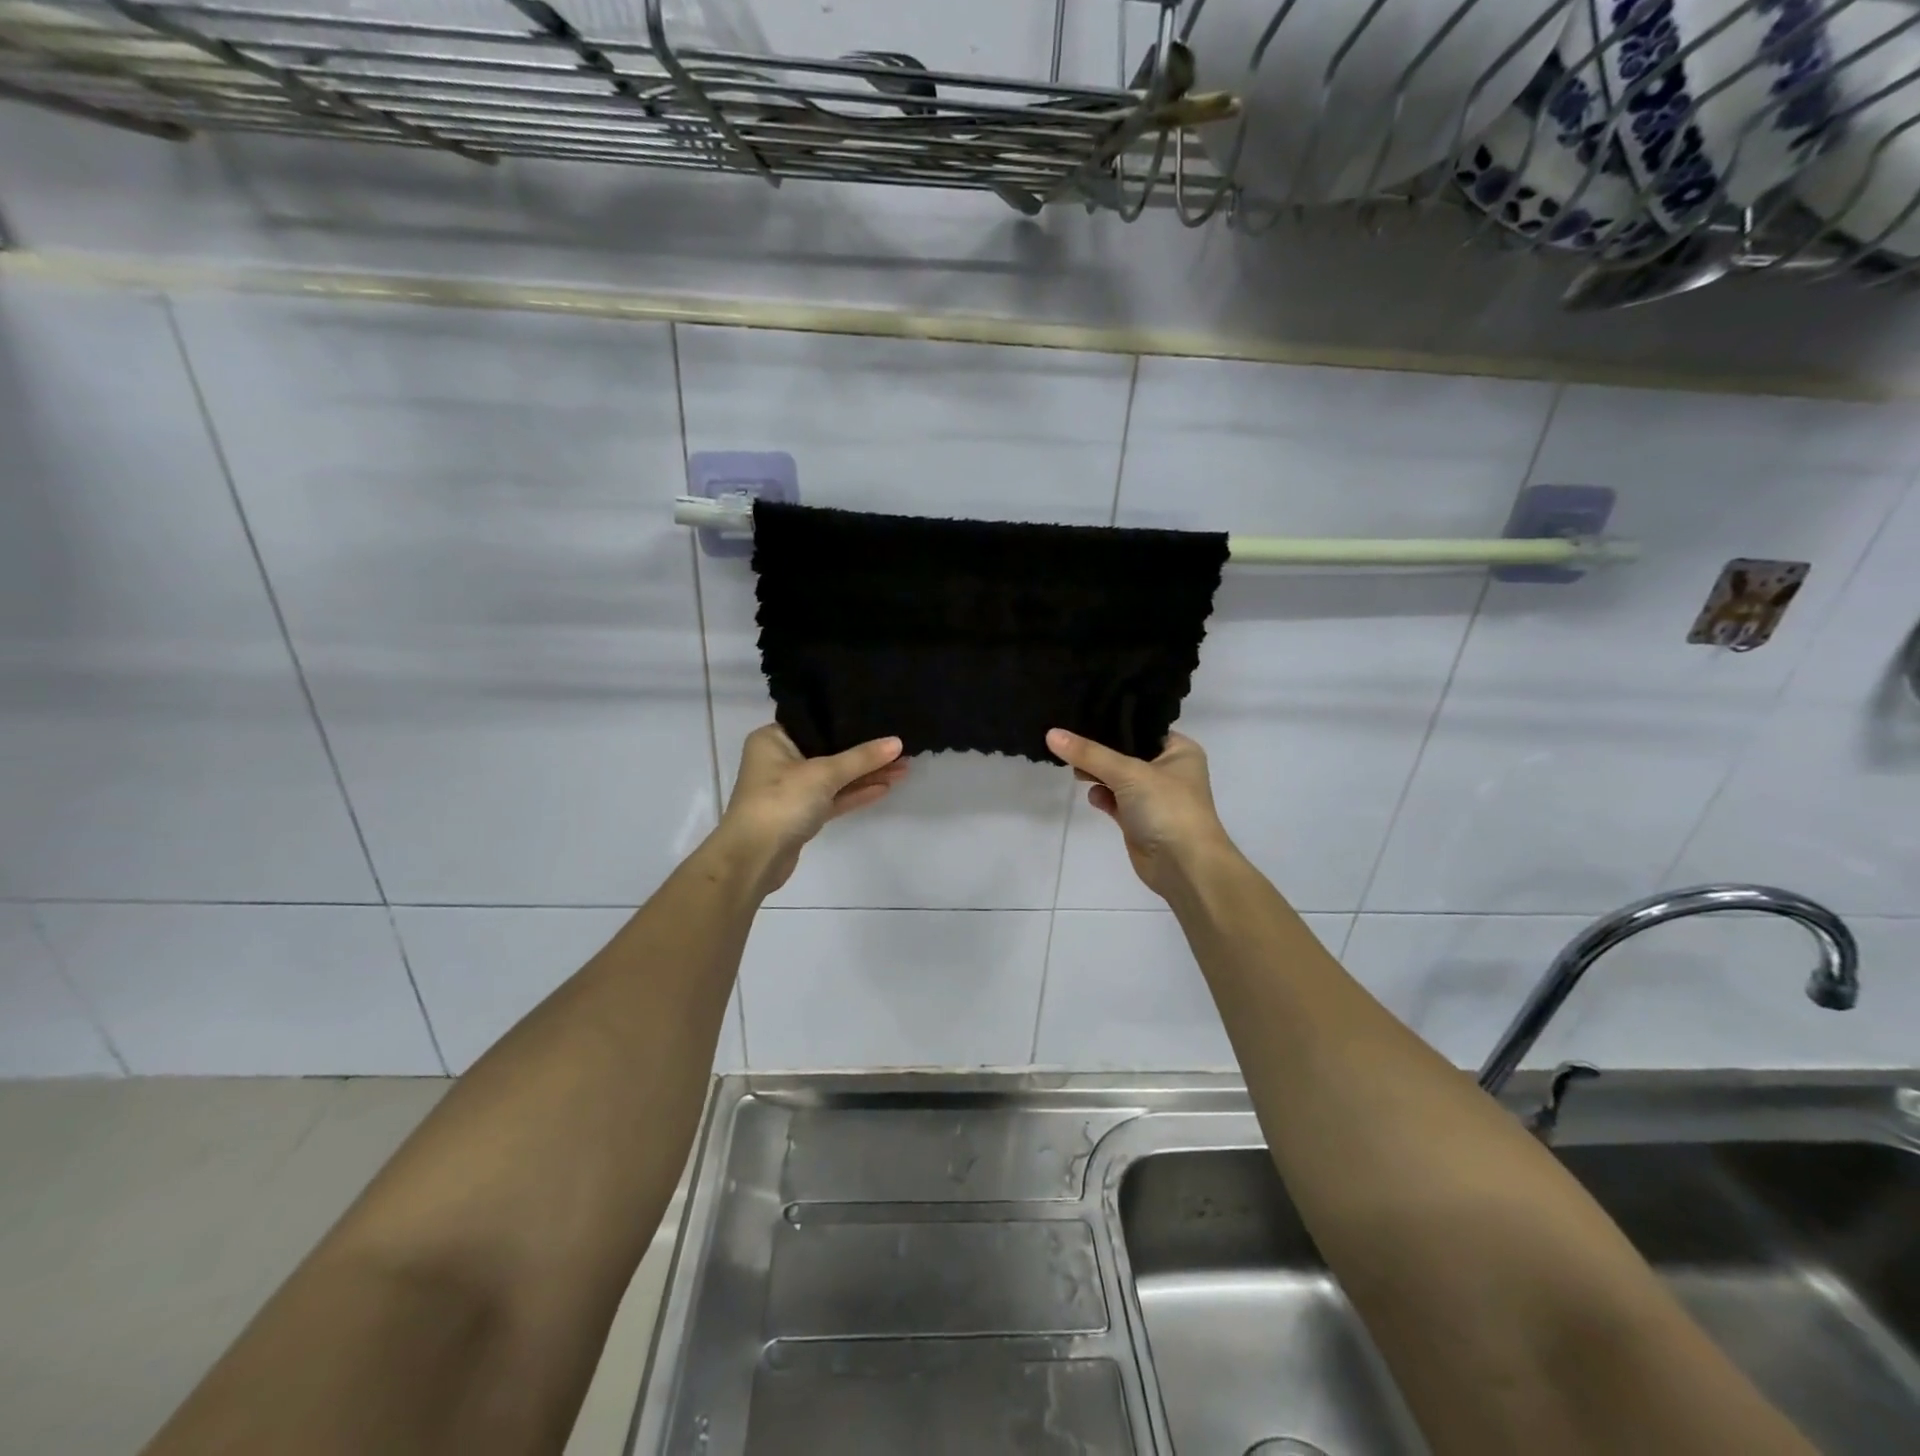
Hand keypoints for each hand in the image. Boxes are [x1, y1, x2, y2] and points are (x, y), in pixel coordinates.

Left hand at [715, 725, 907, 894]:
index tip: (881, 715)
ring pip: (835, 776)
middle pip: (829, 750)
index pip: (816, 722)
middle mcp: (780, 759)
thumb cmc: (781, 801)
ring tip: (904, 767)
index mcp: (773, 739)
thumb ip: (861, 758)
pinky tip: (885, 787)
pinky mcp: (802, 814)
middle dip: (864, 752)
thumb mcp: (823, 773)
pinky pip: (833, 797)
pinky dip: (856, 792)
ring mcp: (791, 789)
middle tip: (901, 746)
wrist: (754, 858)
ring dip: (866, 774)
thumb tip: (898, 742)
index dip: (848, 720)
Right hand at [1046, 728, 1236, 898]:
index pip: (1141, 727)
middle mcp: (1169, 770)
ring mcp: (1154, 797)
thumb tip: (1051, 733)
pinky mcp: (1139, 819)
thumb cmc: (1167, 808)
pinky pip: (1115, 800)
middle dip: (1099, 750)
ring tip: (1074, 768)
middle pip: (1126, 751)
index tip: (1080, 713)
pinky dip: (1102, 796)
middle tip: (1069, 742)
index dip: (1112, 722)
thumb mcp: (1128, 772)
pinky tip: (1092, 795)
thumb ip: (1088, 754)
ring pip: (1118, 777)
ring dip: (1098, 774)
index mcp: (1179, 750)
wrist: (1184, 866)